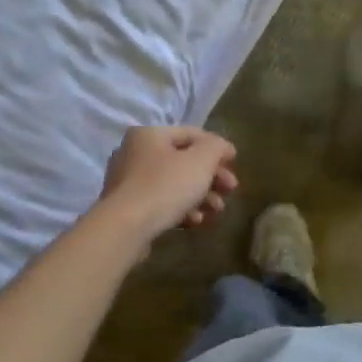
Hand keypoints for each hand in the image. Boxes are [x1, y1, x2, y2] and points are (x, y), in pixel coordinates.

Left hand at [98, 126, 237, 241]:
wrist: (126, 228)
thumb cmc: (166, 186)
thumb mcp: (201, 160)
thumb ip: (216, 147)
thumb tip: (222, 147)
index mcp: (149, 135)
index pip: (191, 134)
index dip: (217, 147)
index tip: (235, 163)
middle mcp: (134, 153)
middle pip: (184, 162)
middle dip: (211, 177)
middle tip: (230, 190)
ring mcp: (128, 182)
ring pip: (174, 185)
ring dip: (200, 196)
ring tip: (216, 211)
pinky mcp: (128, 208)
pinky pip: (162, 203)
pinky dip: (182, 209)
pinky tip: (196, 222)